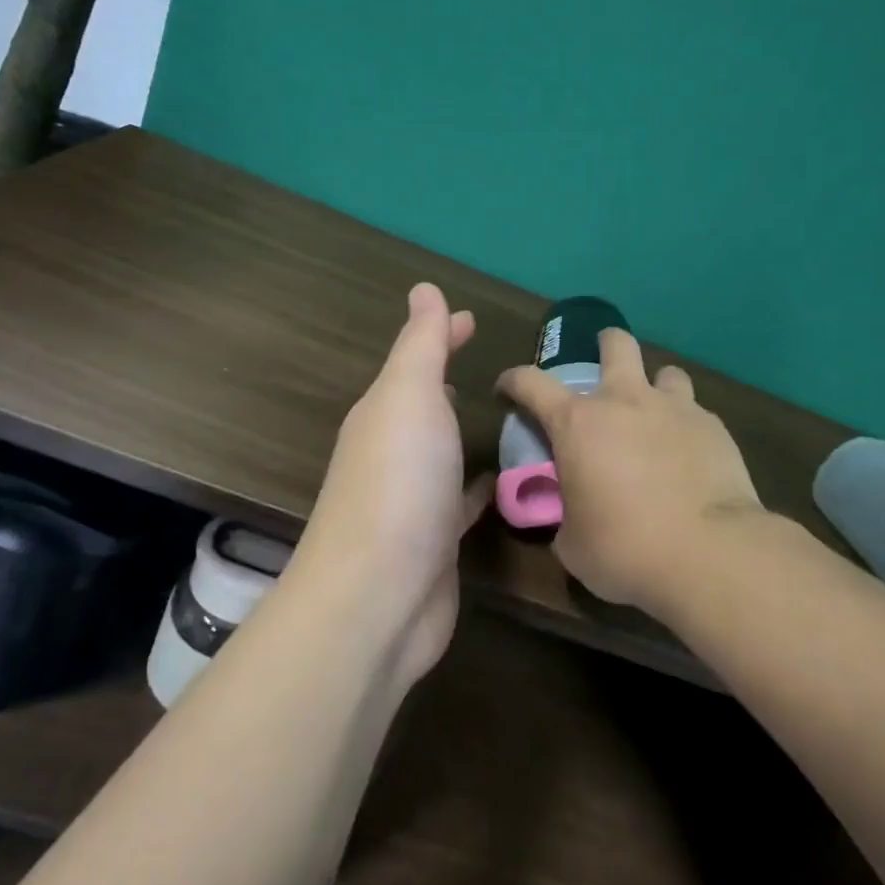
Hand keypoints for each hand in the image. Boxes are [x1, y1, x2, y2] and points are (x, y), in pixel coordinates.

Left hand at [293, 283, 489, 688]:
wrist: (378, 596)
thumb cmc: (398, 482)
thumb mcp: (409, 397)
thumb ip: (421, 345)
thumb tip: (424, 288)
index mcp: (384, 413)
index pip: (416, 361)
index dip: (442, 334)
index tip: (472, 319)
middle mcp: (393, 452)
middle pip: (425, 405)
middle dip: (452, 382)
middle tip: (494, 369)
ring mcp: (413, 499)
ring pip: (442, 452)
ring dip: (464, 433)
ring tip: (506, 418)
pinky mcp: (436, 541)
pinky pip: (461, 500)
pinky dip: (479, 486)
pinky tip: (503, 483)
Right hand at [496, 329, 764, 619]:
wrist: (708, 553)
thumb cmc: (625, 549)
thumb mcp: (573, 543)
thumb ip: (565, 516)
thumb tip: (571, 517)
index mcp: (578, 423)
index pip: (531, 382)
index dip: (513, 381)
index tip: (506, 391)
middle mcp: (626, 401)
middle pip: (616, 344)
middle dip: (604, 345)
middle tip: (602, 366)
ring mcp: (675, 409)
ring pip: (666, 372)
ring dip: (655, 388)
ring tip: (655, 415)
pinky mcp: (715, 427)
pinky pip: (695, 412)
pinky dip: (685, 426)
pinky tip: (689, 455)